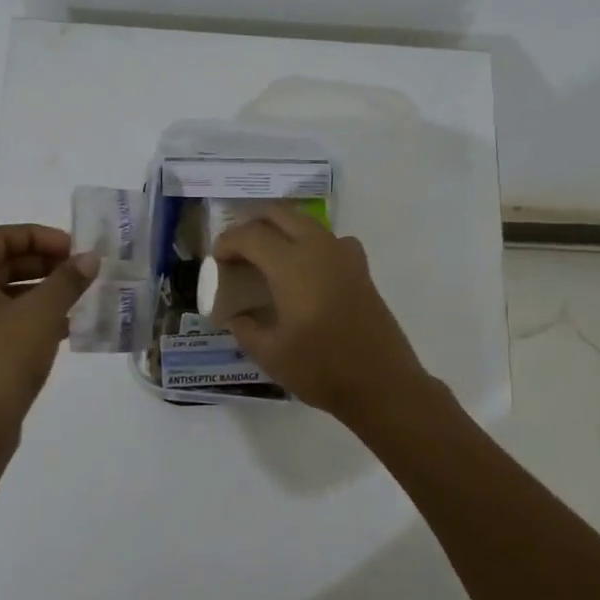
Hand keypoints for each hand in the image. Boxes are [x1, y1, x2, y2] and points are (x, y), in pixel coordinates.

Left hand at [0, 224, 98, 429]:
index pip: (0, 237)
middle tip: (78, 271)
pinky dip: (28, 314)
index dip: (40, 237)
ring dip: (39, 289)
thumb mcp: (42, 313)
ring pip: (0, 291)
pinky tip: (63, 325)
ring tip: (76, 296)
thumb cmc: (3, 359)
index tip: (74, 250)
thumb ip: (67, 280)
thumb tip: (90, 259)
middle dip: (42, 263)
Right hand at [212, 205, 428, 421]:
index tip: (216, 260)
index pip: (250, 235)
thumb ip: (245, 328)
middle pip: (279, 214)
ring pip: (305, 222)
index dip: (227, 242)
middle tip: (238, 251)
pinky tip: (306, 270)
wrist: (383, 384)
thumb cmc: (322, 369)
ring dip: (281, 230)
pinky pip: (329, 240)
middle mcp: (318, 248)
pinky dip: (309, 243)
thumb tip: (235, 316)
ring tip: (266, 257)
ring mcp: (344, 255)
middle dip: (253, 225)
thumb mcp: (270, 354)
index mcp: (291, 265)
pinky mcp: (360, 269)